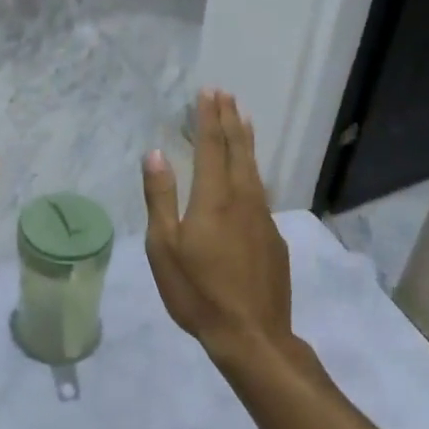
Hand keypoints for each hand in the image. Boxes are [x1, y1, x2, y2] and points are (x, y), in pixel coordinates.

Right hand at [143, 89, 290, 357]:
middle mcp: (243, 199)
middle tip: (227, 95)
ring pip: (254, 170)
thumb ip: (160, 198)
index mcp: (213, 199)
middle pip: (238, 150)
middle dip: (230, 120)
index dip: (208, 118)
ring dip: (246, 142)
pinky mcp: (273, 238)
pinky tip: (249, 177)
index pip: (211, 146)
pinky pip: (260, 193)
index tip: (208, 93)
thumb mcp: (164, 247)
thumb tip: (155, 154)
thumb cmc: (197, 291)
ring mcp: (263, 218)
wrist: (251, 335)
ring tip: (243, 121)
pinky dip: (252, 172)